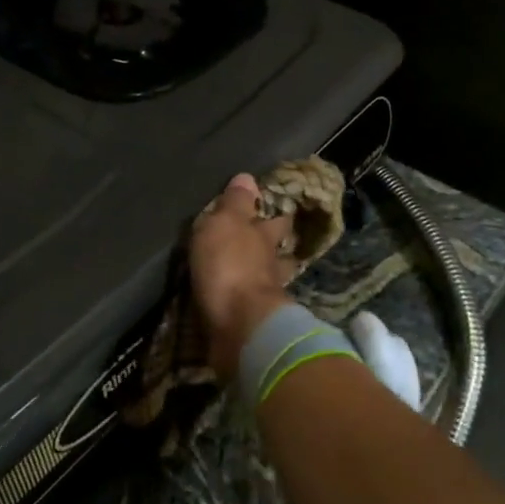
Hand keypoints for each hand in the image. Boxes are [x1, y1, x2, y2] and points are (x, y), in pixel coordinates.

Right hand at [189, 173, 294, 379]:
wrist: (240, 326)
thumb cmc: (230, 265)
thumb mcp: (225, 223)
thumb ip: (235, 203)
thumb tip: (248, 178)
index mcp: (265, 237)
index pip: (276, 220)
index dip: (276, 214)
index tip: (277, 210)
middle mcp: (272, 265)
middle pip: (279, 252)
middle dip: (276, 247)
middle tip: (270, 244)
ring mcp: (267, 296)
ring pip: (270, 280)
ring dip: (264, 277)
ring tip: (256, 275)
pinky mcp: (256, 323)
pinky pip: (253, 307)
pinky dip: (249, 303)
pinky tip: (242, 304)